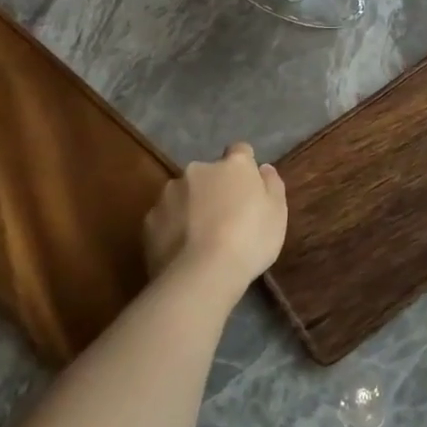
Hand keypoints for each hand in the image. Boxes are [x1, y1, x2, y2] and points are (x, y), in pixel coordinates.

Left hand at [143, 143, 286, 292]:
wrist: (201, 276)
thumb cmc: (249, 239)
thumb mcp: (277, 213)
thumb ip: (272, 185)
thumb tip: (262, 168)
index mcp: (233, 165)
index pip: (240, 151)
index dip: (244, 167)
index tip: (247, 187)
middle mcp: (198, 170)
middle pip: (209, 173)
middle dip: (214, 188)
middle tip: (224, 217)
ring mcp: (169, 193)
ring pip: (183, 193)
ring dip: (191, 206)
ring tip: (199, 237)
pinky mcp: (149, 220)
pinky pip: (165, 217)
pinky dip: (172, 227)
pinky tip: (181, 250)